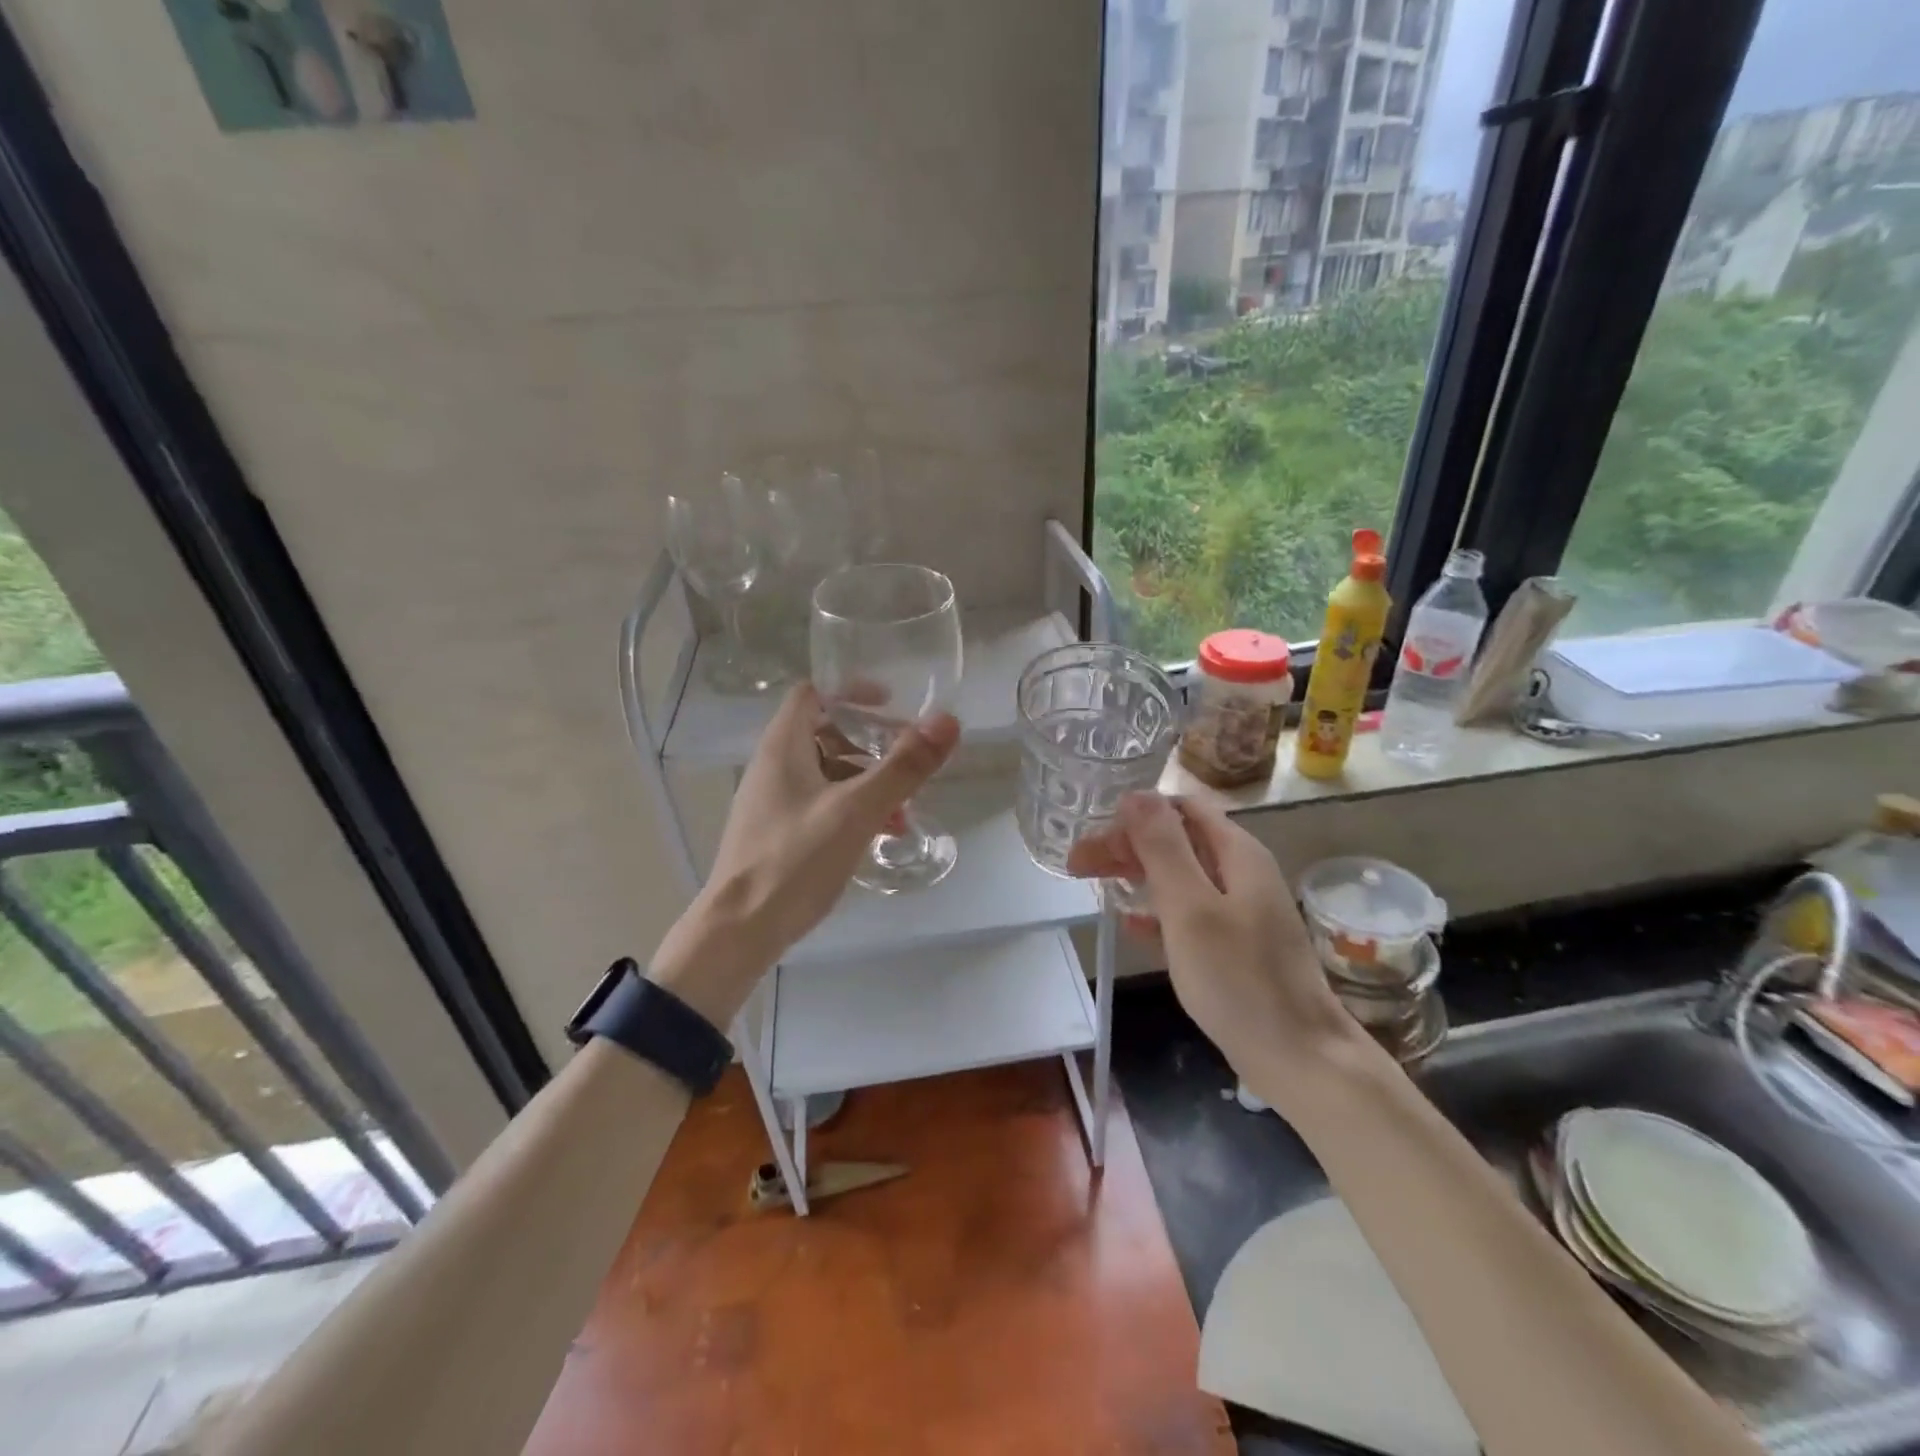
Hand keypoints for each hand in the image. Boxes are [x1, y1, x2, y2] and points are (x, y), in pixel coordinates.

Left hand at [650, 685, 959, 1025]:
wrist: (739, 931)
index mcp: (783, 747)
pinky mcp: (777, 834)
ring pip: (827, 774)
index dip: (851, 692)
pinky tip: (879, 837)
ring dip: (867, 783)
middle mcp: (773, 767)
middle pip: (825, 734)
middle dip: (871, 745)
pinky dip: (852, 810)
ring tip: (904, 810)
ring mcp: (773, 803)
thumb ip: (903, 766)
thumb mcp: (857, 810)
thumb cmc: (795, 860)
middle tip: (908, 761)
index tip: (891, 705)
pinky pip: (821, 805)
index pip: (813, 694)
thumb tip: (947, 722)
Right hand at [1067, 793, 1350, 1084]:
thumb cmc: (1239, 979)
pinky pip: (1189, 912)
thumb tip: (1135, 794)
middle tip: (1078, 865)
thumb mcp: (1191, 908)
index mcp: (1237, 853)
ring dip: (1137, 874)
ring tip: (1096, 887)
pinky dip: (1157, 911)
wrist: (1300, 1058)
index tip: (1093, 840)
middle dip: (1126, 845)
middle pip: (1177, 840)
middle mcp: (1242, 872)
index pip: (1179, 808)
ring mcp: (1242, 910)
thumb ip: (1163, 848)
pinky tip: (1131, 925)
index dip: (1133, 816)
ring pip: (1180, 875)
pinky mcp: (1237, 945)